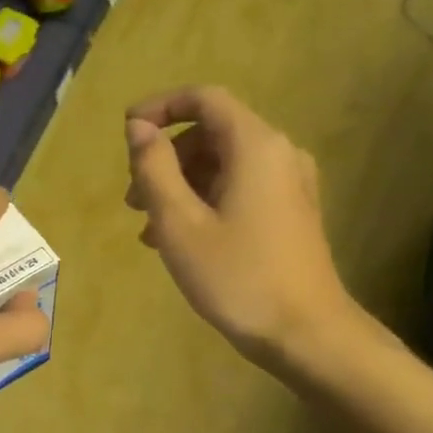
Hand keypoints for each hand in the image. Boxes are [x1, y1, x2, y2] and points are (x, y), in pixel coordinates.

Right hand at [124, 86, 358, 368]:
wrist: (306, 333)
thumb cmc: (237, 276)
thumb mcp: (179, 222)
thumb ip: (154, 168)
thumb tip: (138, 127)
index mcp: (255, 146)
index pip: (204, 99)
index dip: (160, 108)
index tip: (126, 132)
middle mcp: (278, 153)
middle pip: (210, 132)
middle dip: (165, 157)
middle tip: (133, 199)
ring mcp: (289, 183)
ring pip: (222, 163)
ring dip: (180, 184)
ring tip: (148, 227)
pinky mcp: (290, 211)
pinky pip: (238, 187)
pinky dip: (203, 200)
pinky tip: (179, 239)